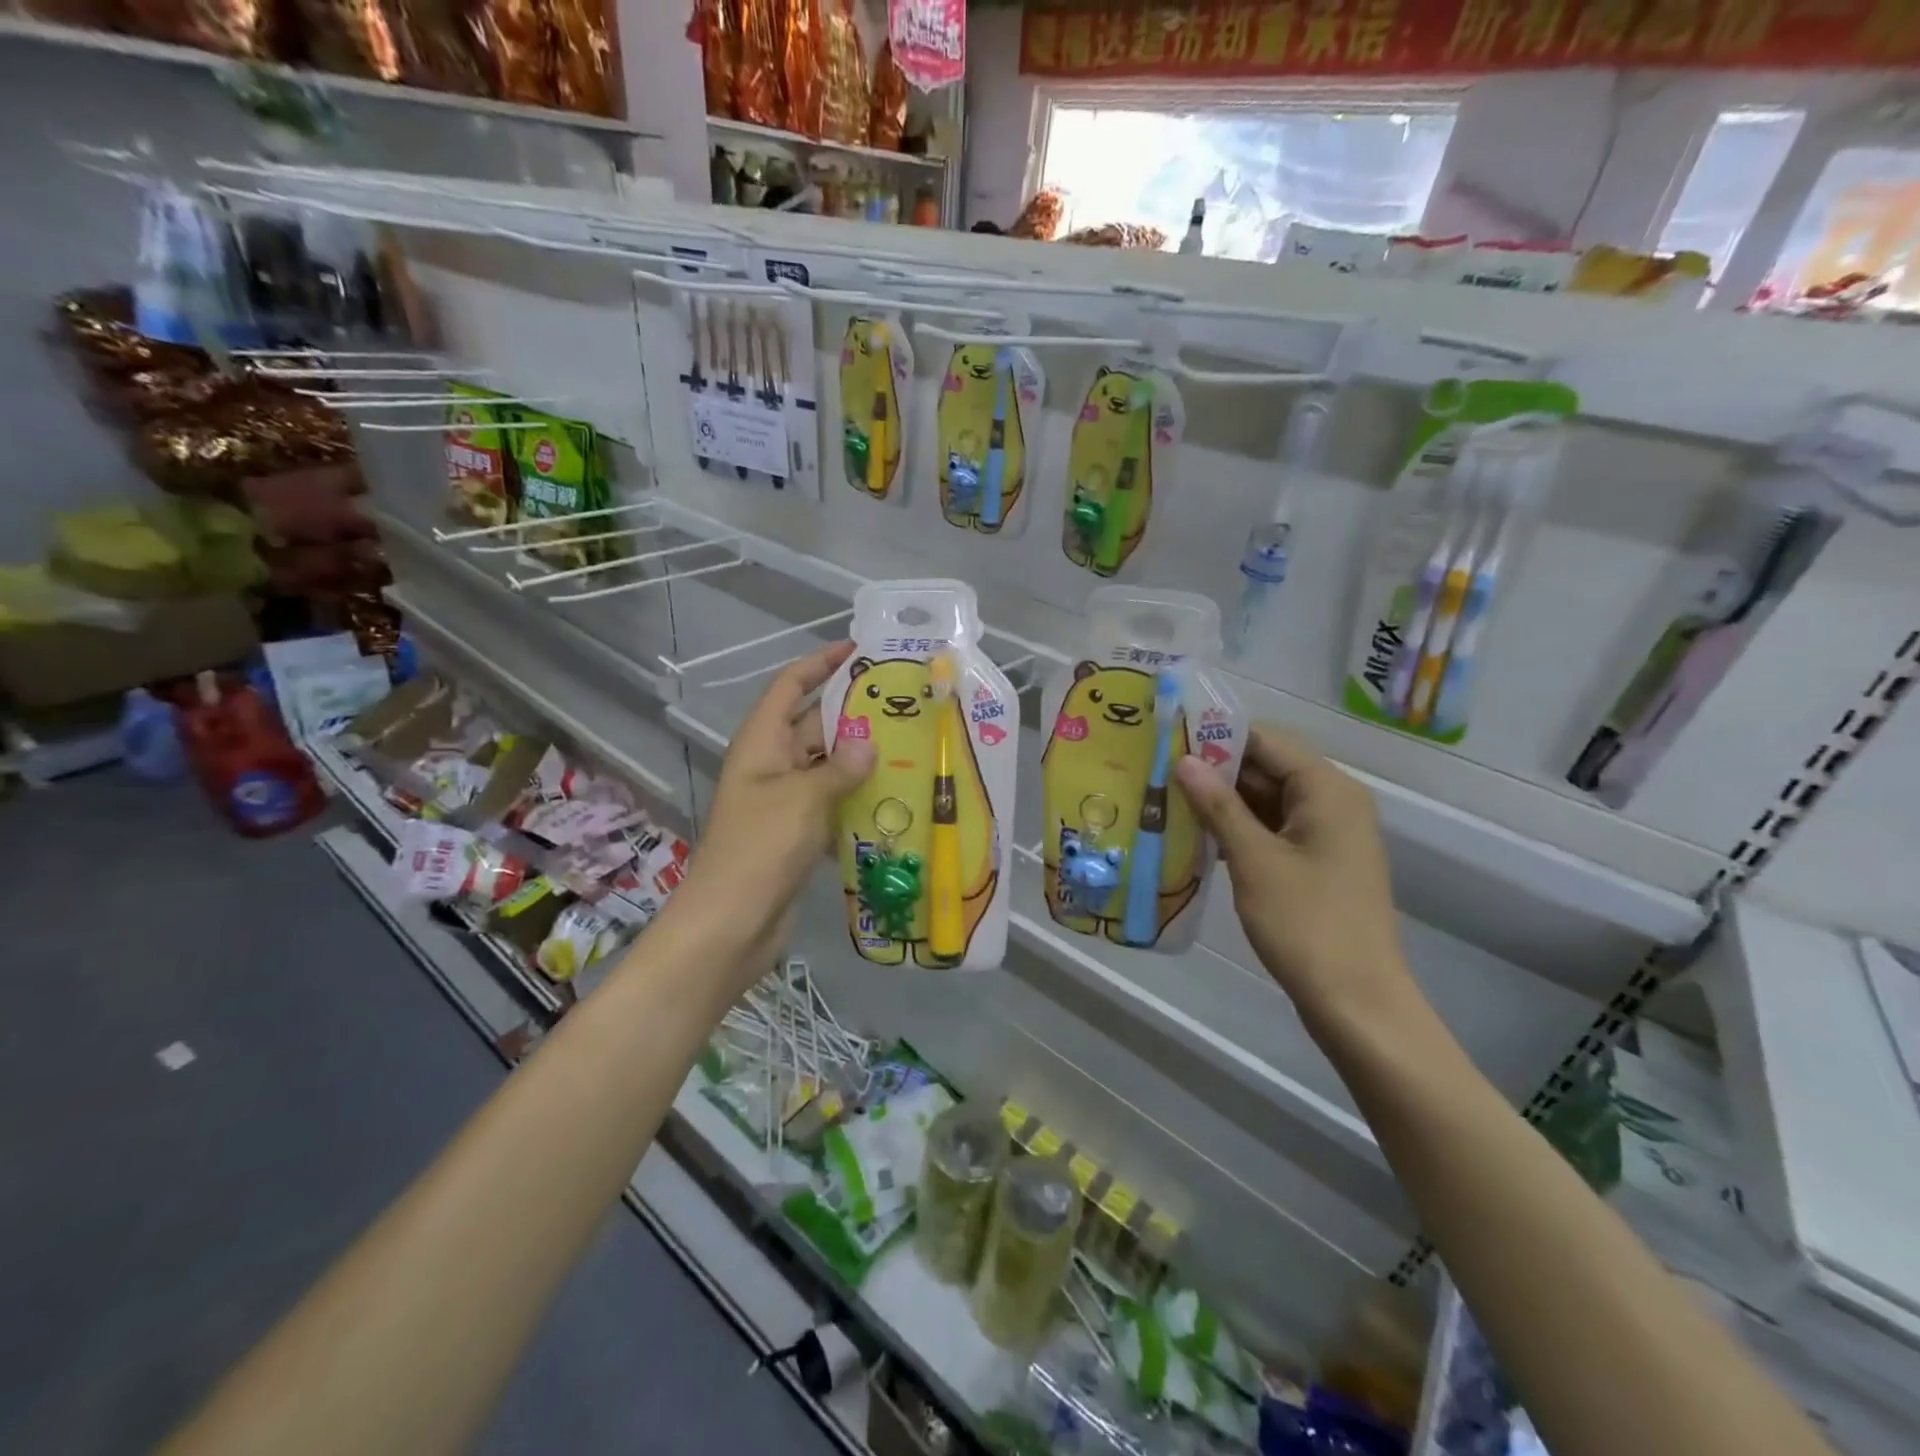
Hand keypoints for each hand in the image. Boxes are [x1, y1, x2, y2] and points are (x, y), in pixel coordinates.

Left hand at [671, 641, 873, 970]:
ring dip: (861, 759)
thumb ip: (839, 767)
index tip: (858, 649)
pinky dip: (857, 799)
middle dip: (853, 713)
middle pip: (814, 725)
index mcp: (761, 744)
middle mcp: (771, 765)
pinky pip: (832, 804)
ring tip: (911, 746)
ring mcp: (784, 801)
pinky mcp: (798, 834)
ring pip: (828, 767)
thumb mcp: (802, 799)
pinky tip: (895, 799)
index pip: (790, 686)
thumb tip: (869, 742)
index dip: (819, 664)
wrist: (731, 925)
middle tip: (904, 703)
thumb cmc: (760, 849)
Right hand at [1174, 726, 1414, 1026]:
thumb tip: (1184, 760)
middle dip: (1214, 771)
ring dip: (1221, 802)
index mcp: (1327, 790)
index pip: (1266, 741)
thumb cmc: (1307, 924)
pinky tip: (1195, 835)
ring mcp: (1326, 834)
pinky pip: (1272, 829)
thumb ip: (1218, 806)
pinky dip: (1238, 829)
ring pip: (1266, 800)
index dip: (1216, 737)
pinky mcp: (1316, 862)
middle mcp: (1332, 802)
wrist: (1356, 1003)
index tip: (1166, 739)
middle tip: (1156, 771)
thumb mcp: (1255, 860)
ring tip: (1165, 799)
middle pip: (1266, 768)